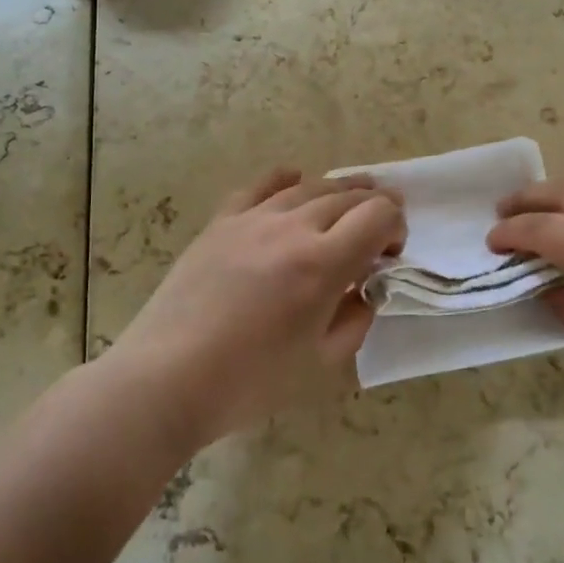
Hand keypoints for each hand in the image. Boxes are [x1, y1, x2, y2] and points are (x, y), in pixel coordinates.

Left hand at [104, 169, 404, 451]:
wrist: (167, 378)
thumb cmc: (250, 383)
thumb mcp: (321, 364)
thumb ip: (356, 319)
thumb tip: (365, 289)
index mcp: (322, 264)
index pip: (378, 216)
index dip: (396, 227)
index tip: (391, 254)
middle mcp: (292, 228)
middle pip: (348, 196)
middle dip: (374, 207)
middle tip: (379, 231)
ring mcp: (253, 219)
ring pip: (309, 187)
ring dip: (338, 191)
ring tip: (348, 203)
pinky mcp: (221, 222)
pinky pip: (259, 186)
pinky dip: (285, 179)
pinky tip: (294, 180)